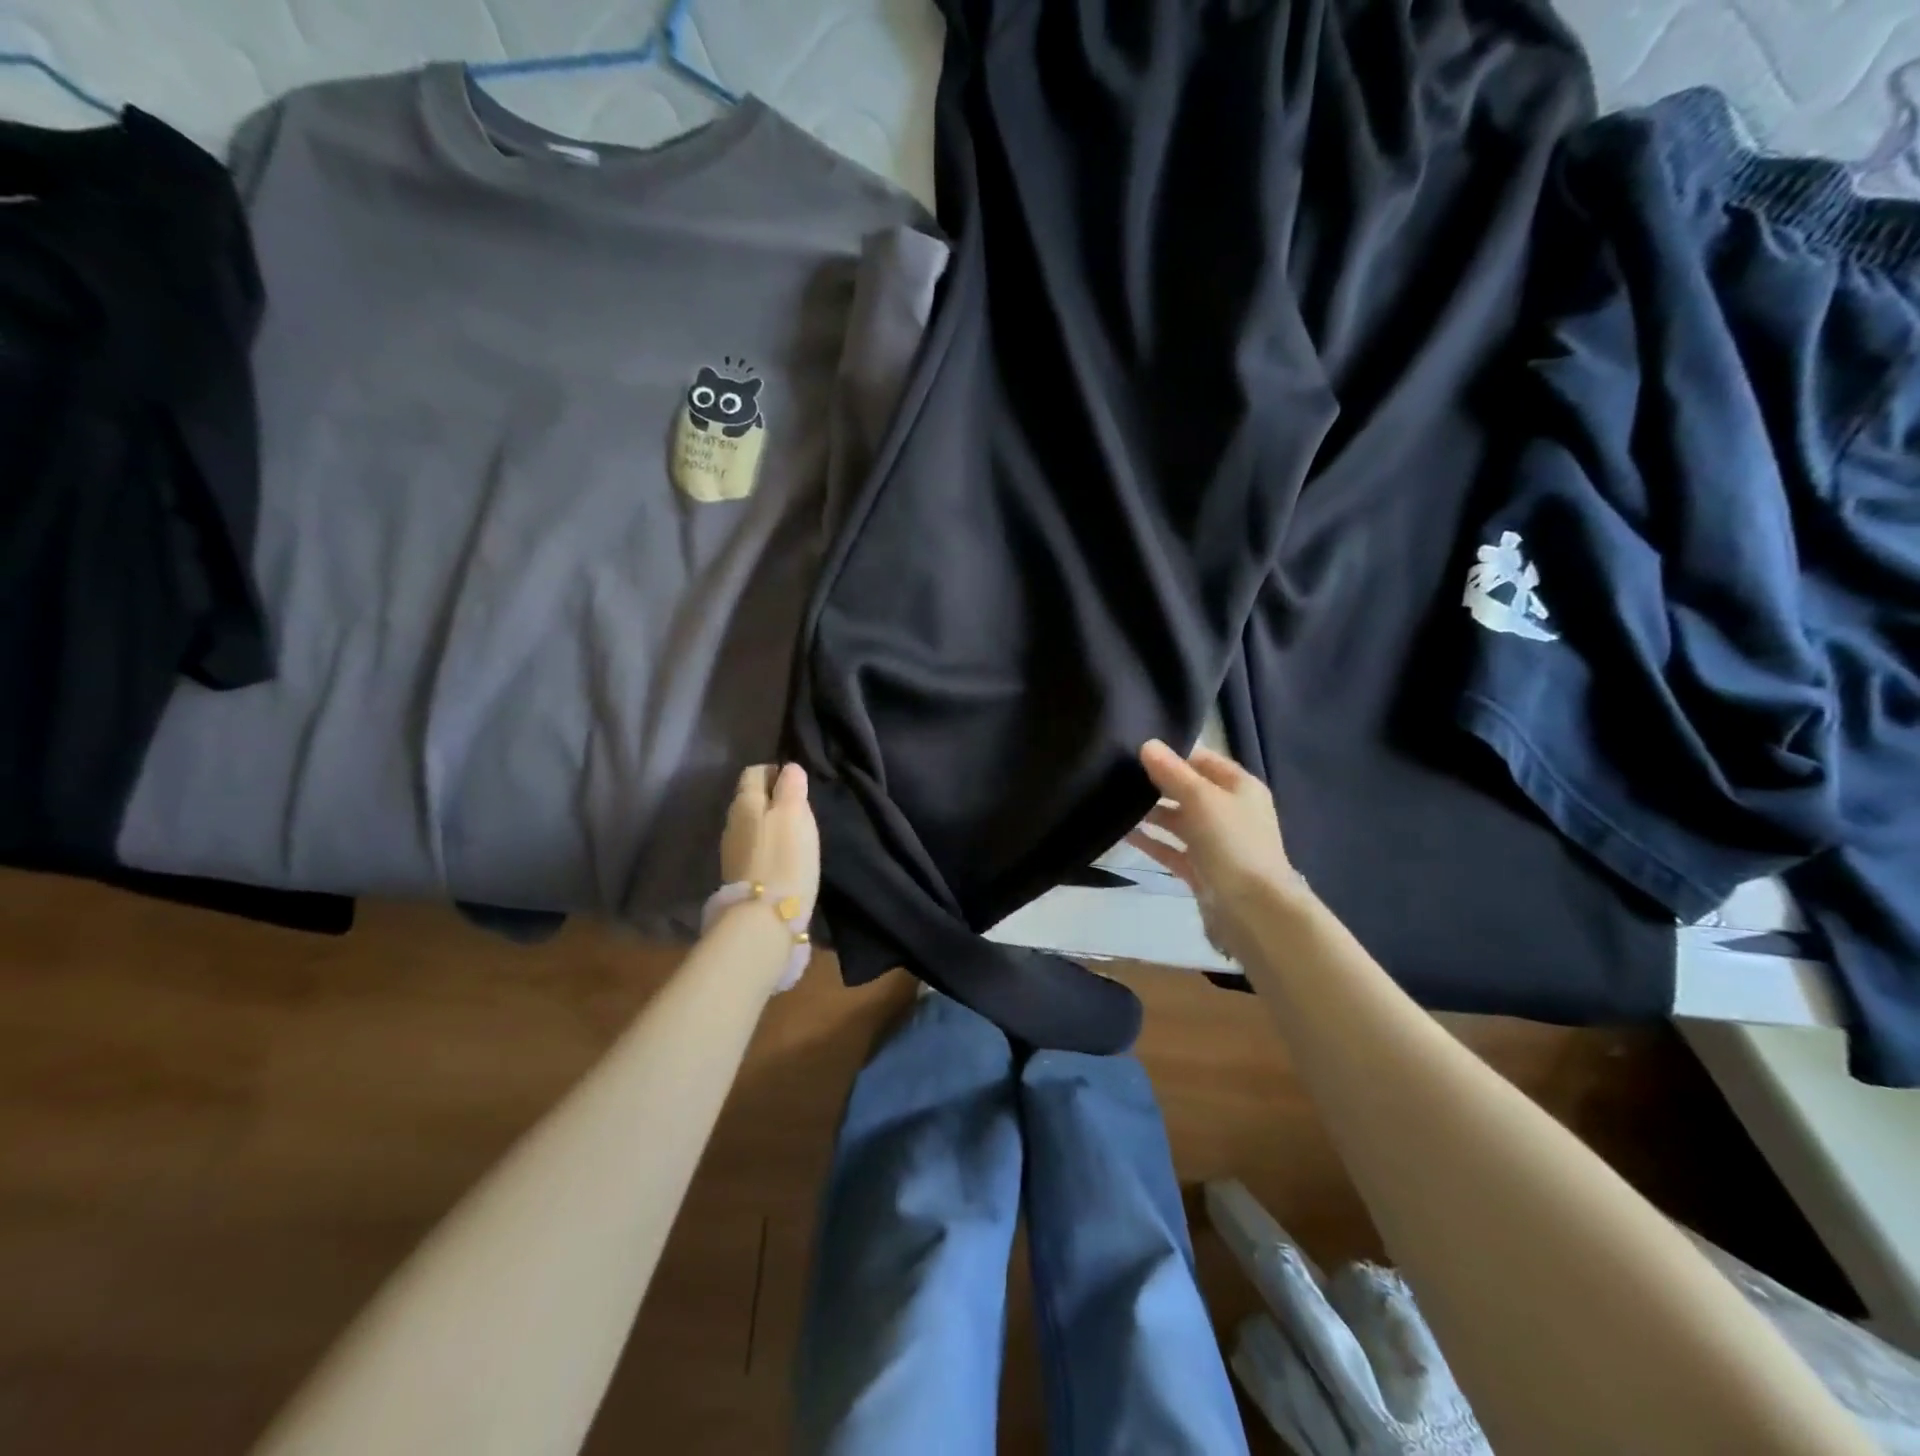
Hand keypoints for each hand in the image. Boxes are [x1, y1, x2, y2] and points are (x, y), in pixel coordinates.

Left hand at [720, 763, 820, 922]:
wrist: (765, 917)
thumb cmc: (785, 857)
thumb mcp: (795, 815)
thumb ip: (791, 787)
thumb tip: (789, 768)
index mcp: (745, 801)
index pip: (754, 772)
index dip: (774, 772)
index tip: (796, 782)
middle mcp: (732, 822)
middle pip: (750, 799)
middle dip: (771, 798)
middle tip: (799, 808)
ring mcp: (731, 851)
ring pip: (751, 825)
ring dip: (769, 824)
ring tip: (794, 834)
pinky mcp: (739, 875)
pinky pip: (753, 848)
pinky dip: (767, 846)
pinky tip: (783, 857)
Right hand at [1126, 739, 1303, 961]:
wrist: (1253, 911)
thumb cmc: (1232, 843)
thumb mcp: (1201, 799)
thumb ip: (1172, 772)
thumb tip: (1147, 744)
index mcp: (1240, 787)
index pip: (1202, 760)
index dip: (1173, 754)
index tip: (1136, 751)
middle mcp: (1229, 812)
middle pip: (1189, 790)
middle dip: (1157, 784)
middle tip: (1118, 775)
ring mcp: (1215, 843)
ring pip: (1178, 821)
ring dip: (1151, 813)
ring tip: (1115, 802)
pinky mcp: (1201, 870)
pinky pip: (1171, 849)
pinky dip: (1151, 842)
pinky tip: (1123, 833)